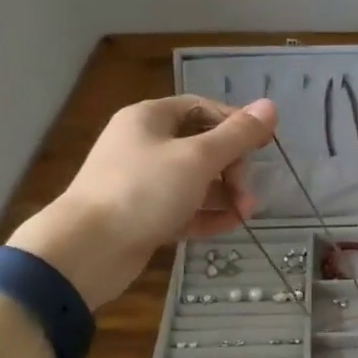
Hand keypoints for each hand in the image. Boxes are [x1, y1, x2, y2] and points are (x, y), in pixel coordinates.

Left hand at [8, 96, 276, 308]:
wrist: (86, 251)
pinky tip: (231, 226)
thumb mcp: (197, 159)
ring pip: (194, 181)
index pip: (203, 108)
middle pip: (201, 146)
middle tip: (248, 191)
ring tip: (246, 213)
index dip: (237, 123)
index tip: (267, 144)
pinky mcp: (143, 216)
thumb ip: (237, 135)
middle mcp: (144, 145)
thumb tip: (271, 106)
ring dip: (225, 194)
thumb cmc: (143, 191)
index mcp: (150, 119)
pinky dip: (207, 215)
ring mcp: (142, 183)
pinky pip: (183, 208)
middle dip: (233, 167)